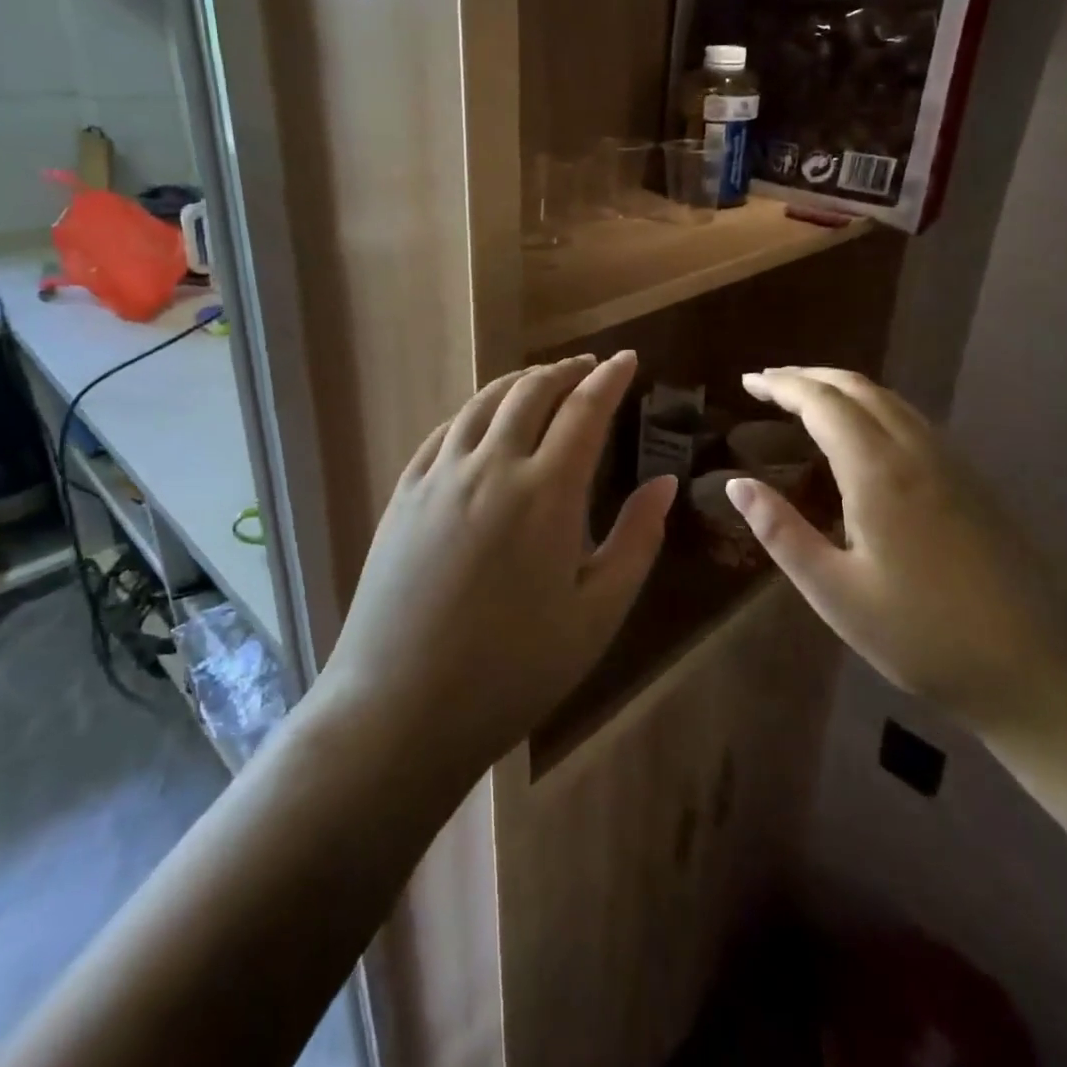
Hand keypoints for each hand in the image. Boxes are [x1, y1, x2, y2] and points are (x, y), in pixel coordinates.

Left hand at [316, 351, 675, 786]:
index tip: (627, 359)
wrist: (402, 707)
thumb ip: (637, 539)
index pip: (585, 410)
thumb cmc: (515, 669)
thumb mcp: (597, 613)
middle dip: (566, 370)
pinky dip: (475, 411)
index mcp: (546, 492)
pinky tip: (483, 420)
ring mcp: (439, 476)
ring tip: (542, 381)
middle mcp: (491, 466)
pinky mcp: (404, 494)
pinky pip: (445, 432)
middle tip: (588, 367)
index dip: (610, 378)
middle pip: (531, 391)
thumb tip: (664, 482)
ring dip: (520, 382)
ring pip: (484, 403)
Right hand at [723, 367, 1066, 729]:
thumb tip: (737, 484)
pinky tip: (862, 432)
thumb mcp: (835, 592)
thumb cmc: (921, 636)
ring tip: (805, 398)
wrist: (1036, 670)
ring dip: (842, 388)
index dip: (781, 386)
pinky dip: (872, 406)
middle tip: (767, 383)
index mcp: (879, 473)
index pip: (822, 403)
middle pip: (858, 388)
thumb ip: (782, 532)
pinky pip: (912, 420)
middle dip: (808, 377)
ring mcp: (952, 464)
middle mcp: (917, 452)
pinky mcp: (972, 482)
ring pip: (890, 400)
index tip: (747, 382)